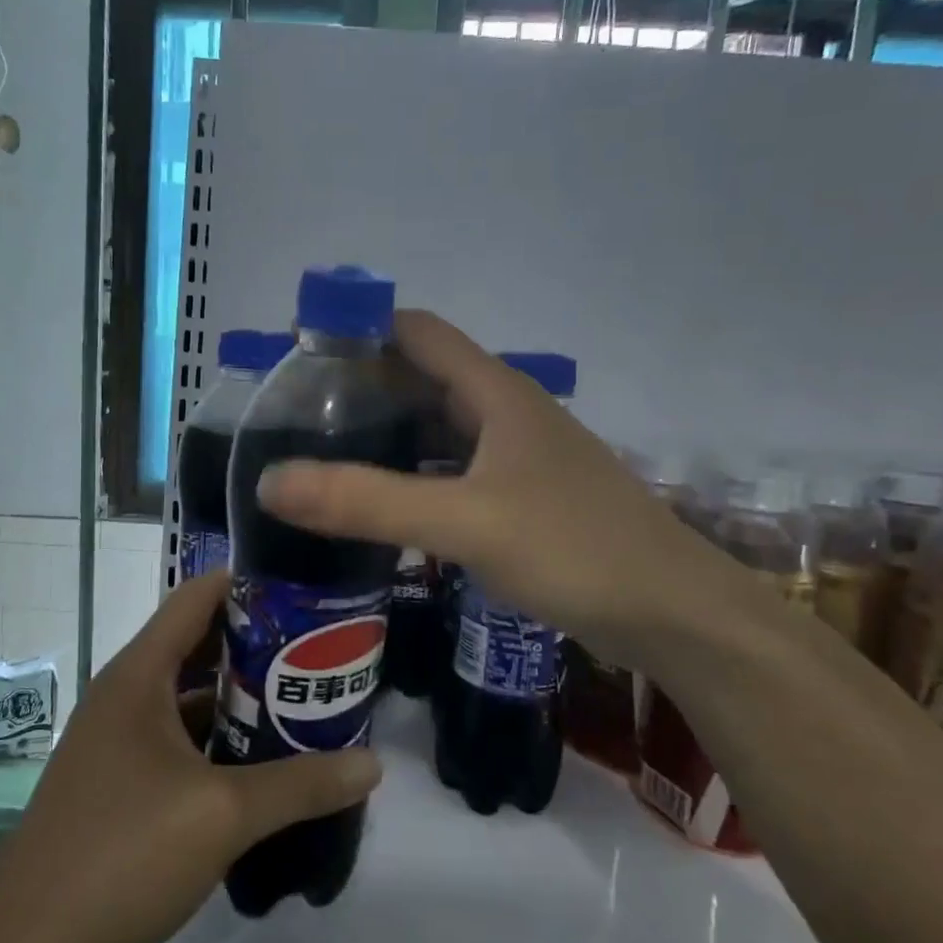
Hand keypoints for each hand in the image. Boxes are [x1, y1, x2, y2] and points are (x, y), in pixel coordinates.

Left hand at [0, 573, 380, 942]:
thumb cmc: (120, 853)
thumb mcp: (222, 815)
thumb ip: (300, 784)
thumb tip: (372, 764)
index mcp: (140, 674)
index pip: (197, 596)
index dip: (249, 583)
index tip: (306, 589)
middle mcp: (127, 692)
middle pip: (200, 642)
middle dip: (259, 642)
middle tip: (321, 648)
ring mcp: (119, 737)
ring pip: (191, 694)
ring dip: (242, 694)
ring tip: (303, 697)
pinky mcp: (120, 778)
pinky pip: (180, 736)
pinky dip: (220, 736)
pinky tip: (262, 760)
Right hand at [258, 310, 749, 664]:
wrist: (672, 612)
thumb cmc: (574, 548)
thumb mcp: (465, 521)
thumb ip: (367, 502)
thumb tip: (270, 482)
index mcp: (497, 392)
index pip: (416, 332)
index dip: (359, 330)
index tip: (298, 356)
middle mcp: (507, 413)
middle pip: (423, 378)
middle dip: (362, 388)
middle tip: (296, 418)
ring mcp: (519, 458)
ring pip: (440, 429)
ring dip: (388, 436)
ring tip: (325, 458)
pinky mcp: (525, 499)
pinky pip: (456, 471)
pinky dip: (415, 476)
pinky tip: (384, 504)